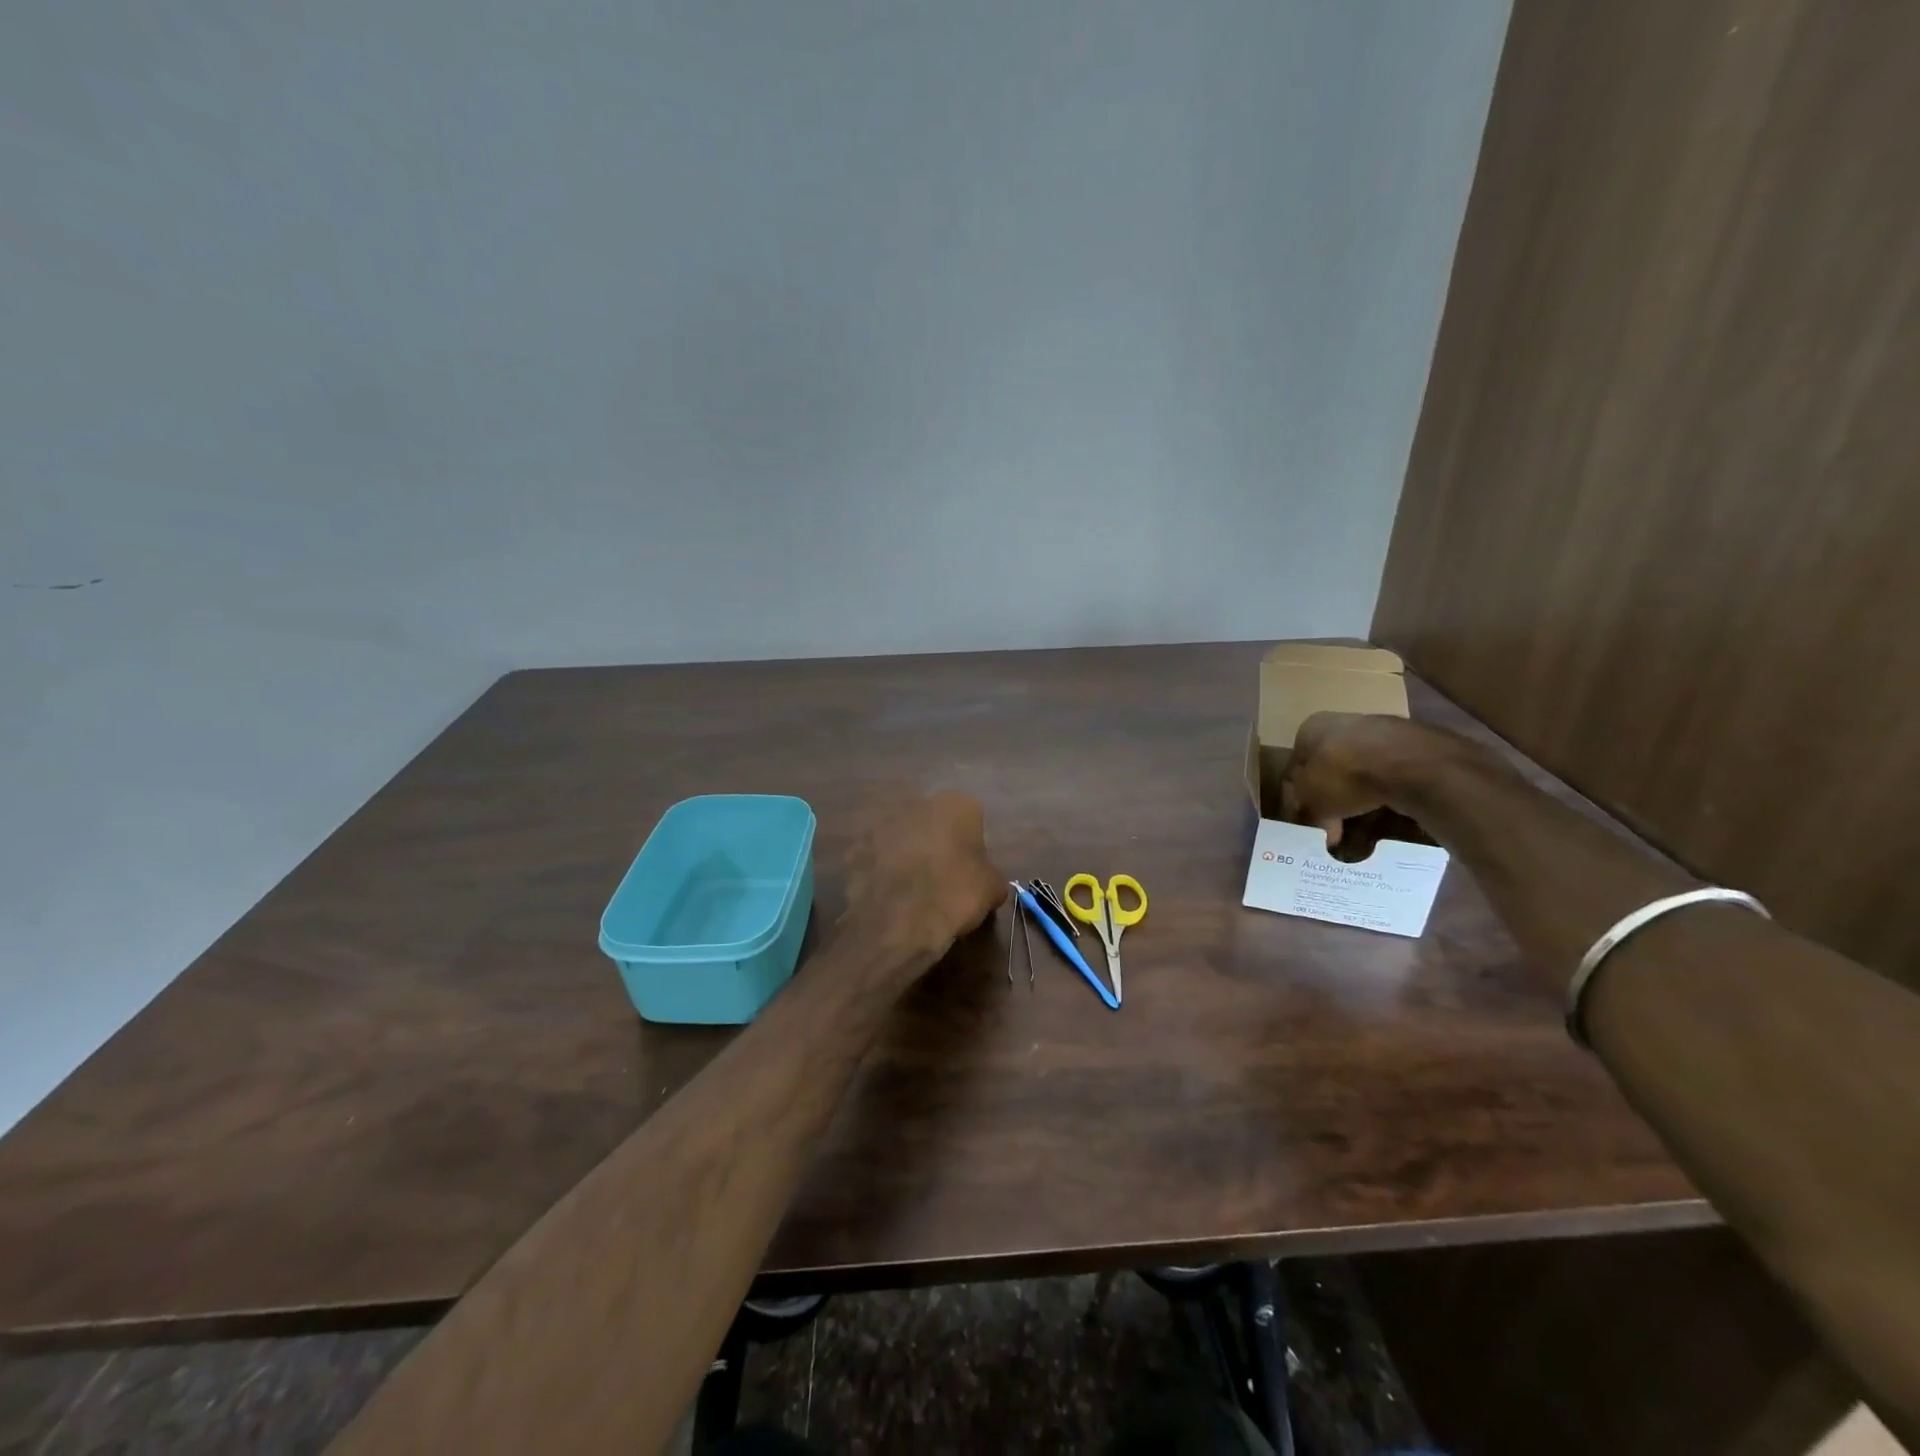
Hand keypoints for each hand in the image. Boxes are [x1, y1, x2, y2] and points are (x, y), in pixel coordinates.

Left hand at [843, 791, 1006, 965]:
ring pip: (901, 838)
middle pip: (932, 823)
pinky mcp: (855, 849)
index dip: (972, 846)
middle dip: (936, 844)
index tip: (970, 871)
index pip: (971, 819)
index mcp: (955, 804)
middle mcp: (916, 804)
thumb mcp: (993, 888)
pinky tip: (889, 897)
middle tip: (942, 879)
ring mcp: (880, 825)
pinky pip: (875, 858)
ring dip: (907, 855)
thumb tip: (984, 879)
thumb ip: (990, 873)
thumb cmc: (955, 895)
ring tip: (912, 891)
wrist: (900, 923)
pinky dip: (881, 872)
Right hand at [1280, 712, 1438, 848]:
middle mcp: (1340, 723)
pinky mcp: (1409, 746)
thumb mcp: (1309, 801)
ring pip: (1358, 772)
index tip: (1308, 821)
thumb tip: (1314, 822)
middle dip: (1330, 798)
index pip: (1296, 766)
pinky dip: (1382, 794)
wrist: (1406, 764)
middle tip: (1334, 828)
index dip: (1298, 797)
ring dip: (1357, 798)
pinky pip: (1387, 776)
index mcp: (1309, 729)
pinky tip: (1384, 815)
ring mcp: (1377, 732)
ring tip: (1361, 827)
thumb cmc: (1342, 776)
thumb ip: (1305, 810)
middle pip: (1328, 769)